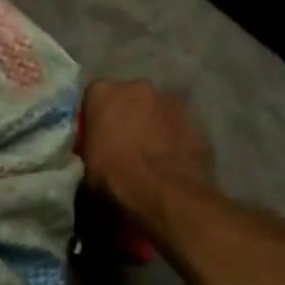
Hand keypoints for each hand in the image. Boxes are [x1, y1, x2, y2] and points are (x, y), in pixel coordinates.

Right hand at [78, 80, 213, 233]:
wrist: (165, 197)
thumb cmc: (114, 179)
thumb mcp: (86, 165)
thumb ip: (91, 145)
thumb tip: (98, 150)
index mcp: (104, 92)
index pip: (94, 96)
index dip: (96, 117)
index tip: (97, 137)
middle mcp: (139, 87)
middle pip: (129, 98)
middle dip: (127, 115)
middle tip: (125, 145)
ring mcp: (172, 102)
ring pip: (157, 110)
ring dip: (153, 125)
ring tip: (152, 157)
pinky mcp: (197, 122)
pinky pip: (179, 128)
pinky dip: (175, 140)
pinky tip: (173, 163)